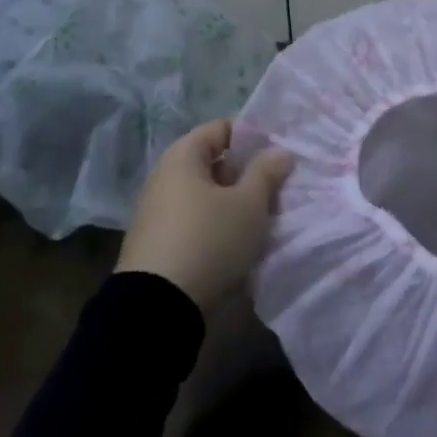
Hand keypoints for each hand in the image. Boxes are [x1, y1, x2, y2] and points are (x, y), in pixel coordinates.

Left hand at [116, 119, 294, 311]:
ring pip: (205, 195)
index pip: (220, 129)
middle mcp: (164, 178)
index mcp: (182, 157)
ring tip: (264, 217)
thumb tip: (280, 152)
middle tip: (277, 187)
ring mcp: (157, 212)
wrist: (158, 307)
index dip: (251, 136)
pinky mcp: (158, 243)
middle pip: (212, 163)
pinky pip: (195, 221)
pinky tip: (239, 242)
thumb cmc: (209, 240)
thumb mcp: (249, 204)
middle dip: (246, 173)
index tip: (279, 152)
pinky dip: (217, 225)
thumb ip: (267, 172)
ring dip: (234, 202)